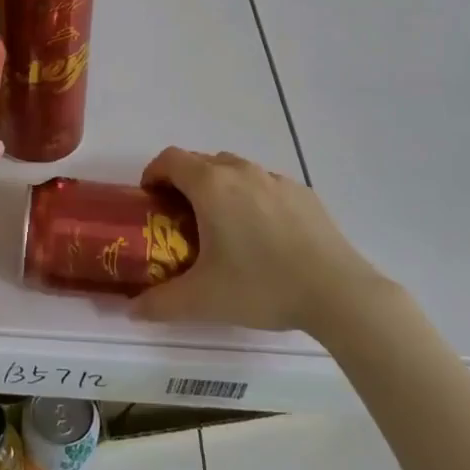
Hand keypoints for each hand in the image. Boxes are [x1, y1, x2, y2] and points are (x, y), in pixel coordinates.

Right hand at [130, 148, 389, 333]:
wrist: (338, 292)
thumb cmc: (262, 287)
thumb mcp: (203, 301)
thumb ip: (160, 304)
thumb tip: (131, 310)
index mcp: (211, 186)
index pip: (170, 159)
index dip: (154, 173)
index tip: (150, 199)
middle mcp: (241, 172)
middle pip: (201, 161)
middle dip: (184, 182)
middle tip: (181, 219)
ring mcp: (275, 179)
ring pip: (236, 170)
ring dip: (220, 187)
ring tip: (223, 227)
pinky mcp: (303, 193)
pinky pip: (265, 185)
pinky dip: (253, 198)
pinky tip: (264, 235)